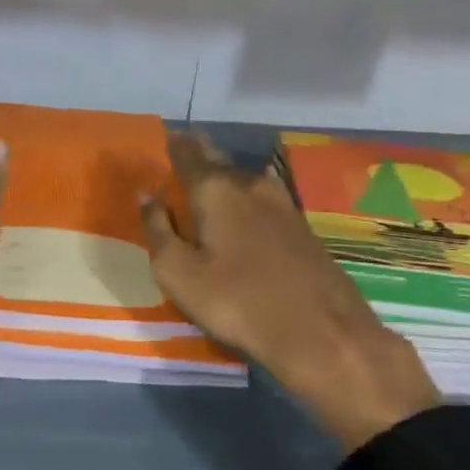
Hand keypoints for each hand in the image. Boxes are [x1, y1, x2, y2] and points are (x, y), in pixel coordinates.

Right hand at [141, 133, 440, 448]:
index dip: (174, 144)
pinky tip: (247, 203)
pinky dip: (246, 195)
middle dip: (200, 152)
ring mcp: (282, 204)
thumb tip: (147, 195)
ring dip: (225, 174)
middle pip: (218, 160)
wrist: (321, 333)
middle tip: (185, 146)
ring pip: (244, 178)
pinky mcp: (301, 227)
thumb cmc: (237, 302)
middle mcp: (250, 186)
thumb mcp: (178, 273)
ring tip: (210, 176)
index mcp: (215, 190)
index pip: (188, 154)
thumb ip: (157, 230)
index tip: (166, 136)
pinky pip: (263, 198)